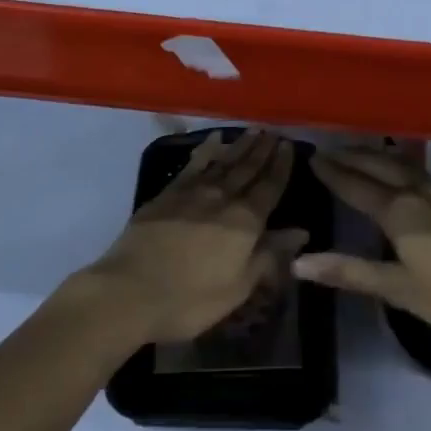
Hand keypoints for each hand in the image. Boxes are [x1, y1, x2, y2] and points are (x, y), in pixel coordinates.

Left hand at [80, 129, 307, 345]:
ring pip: (224, 162)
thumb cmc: (190, 299)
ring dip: (240, 146)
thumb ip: (269, 256)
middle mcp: (223, 198)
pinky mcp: (168, 193)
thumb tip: (300, 231)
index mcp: (245, 222)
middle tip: (273, 132)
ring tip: (253, 131)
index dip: (281, 166)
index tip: (289, 146)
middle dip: (263, 150)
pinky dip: (206, 150)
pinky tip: (214, 141)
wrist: (130, 290)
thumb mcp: (238, 287)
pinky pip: (194, 164)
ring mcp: (193, 192)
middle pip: (248, 168)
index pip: (270, 187)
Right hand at [292, 144, 430, 373]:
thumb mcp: (401, 291)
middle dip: (353, 156)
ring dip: (377, 156)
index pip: (357, 185)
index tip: (312, 156)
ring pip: (403, 164)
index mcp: (401, 212)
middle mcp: (421, 192)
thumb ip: (351, 272)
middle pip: (380, 166)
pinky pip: (422, 170)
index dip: (334, 172)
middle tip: (328, 148)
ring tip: (359, 151)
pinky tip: (403, 171)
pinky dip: (401, 164)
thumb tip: (299, 262)